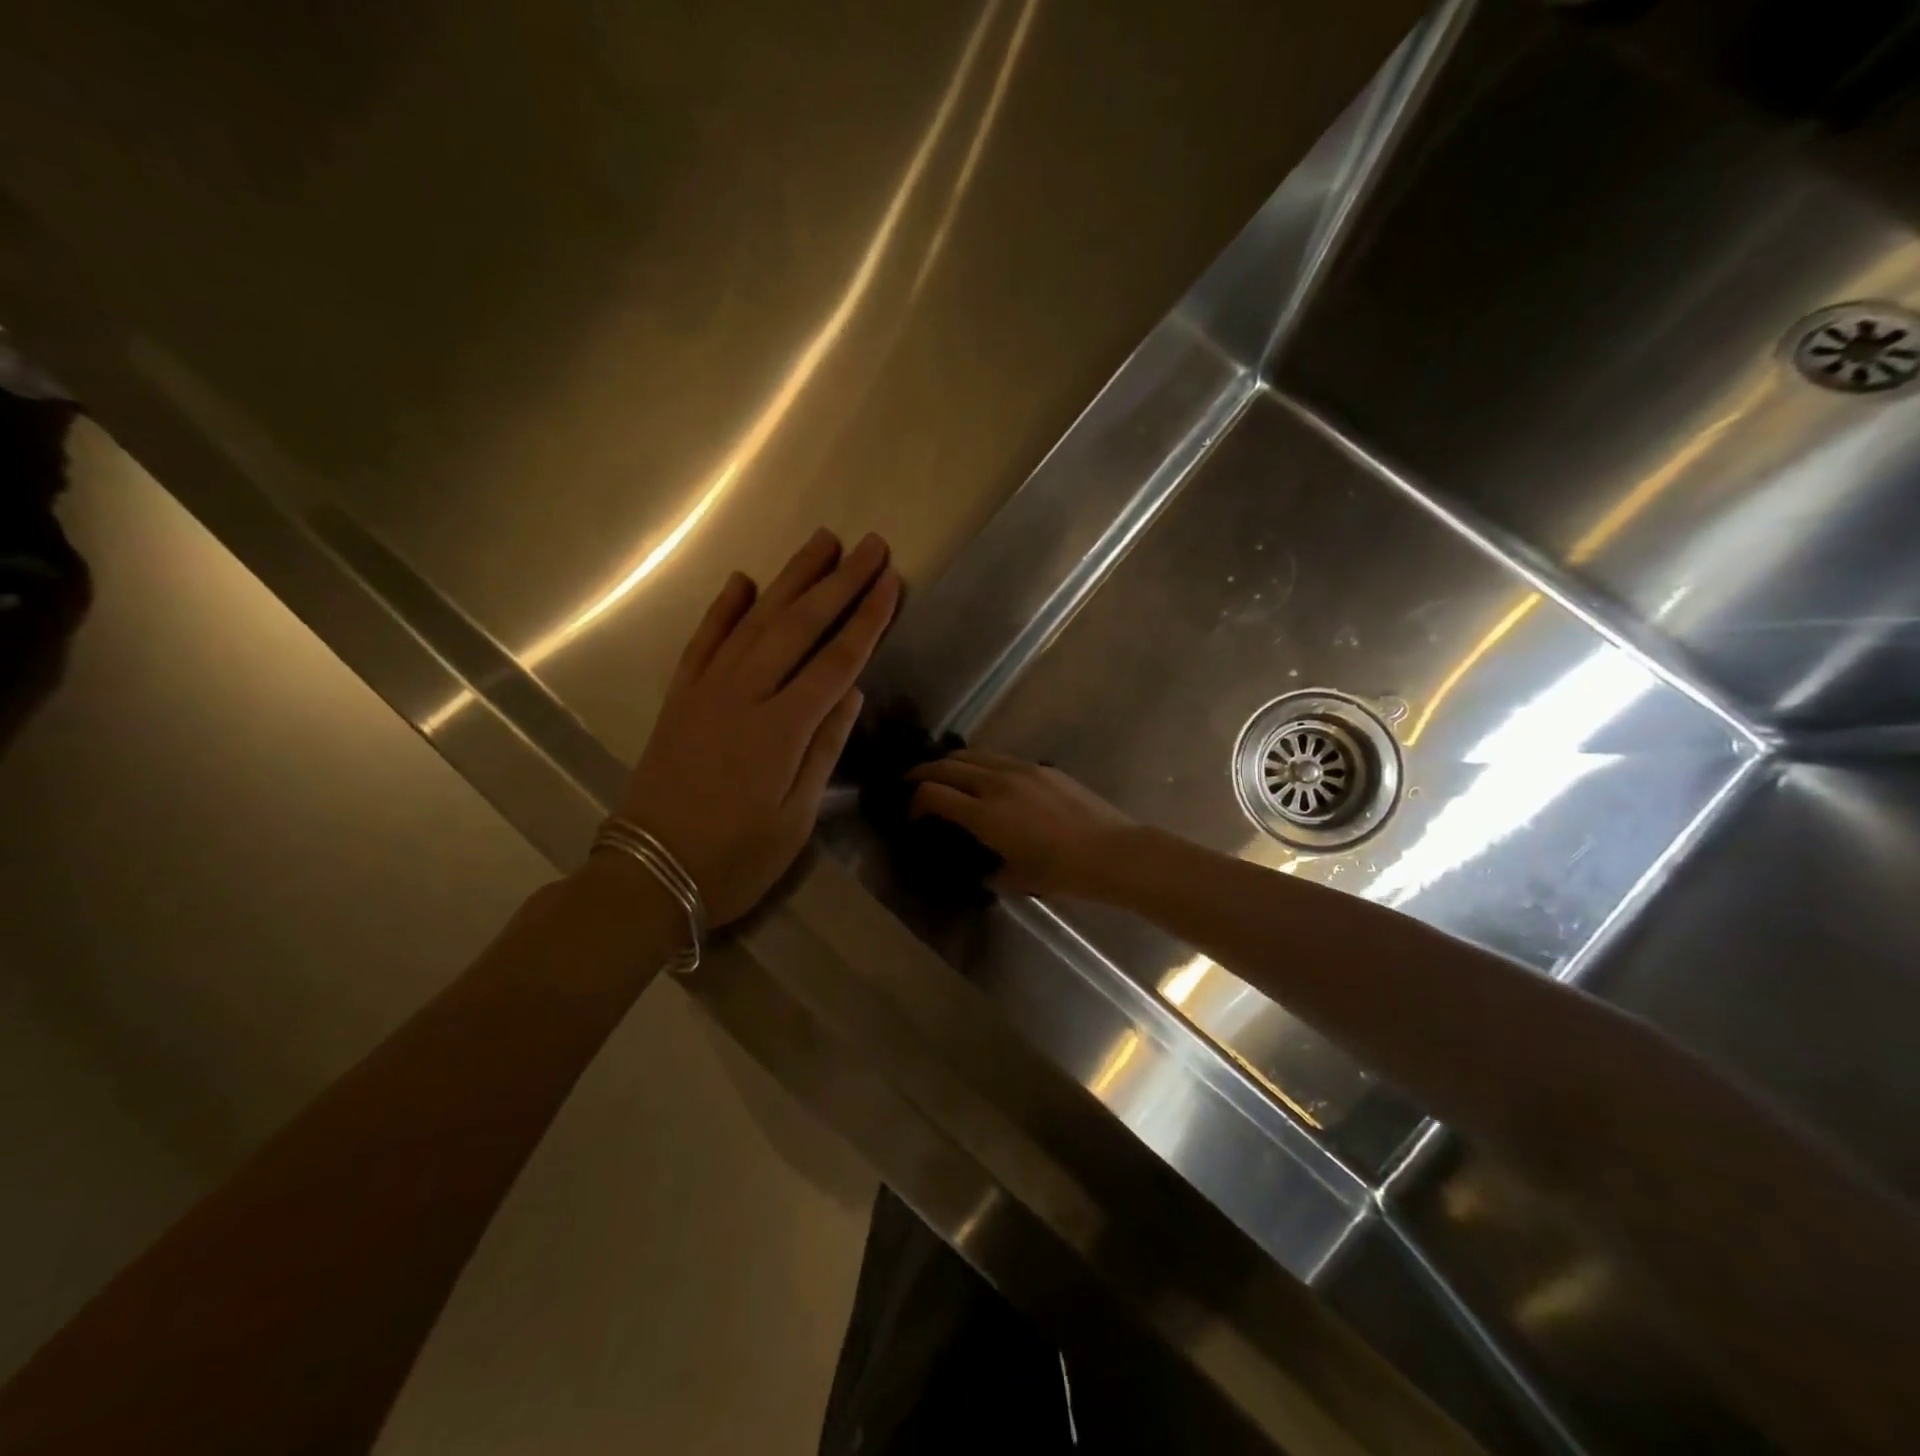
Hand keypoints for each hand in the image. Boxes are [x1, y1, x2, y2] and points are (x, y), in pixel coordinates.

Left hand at [618, 529, 899, 924]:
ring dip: (790, 579)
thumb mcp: (795, 819)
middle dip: (839, 583)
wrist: (649, 873)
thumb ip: (824, 749)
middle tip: (870, 546)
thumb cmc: (735, 859)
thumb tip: (851, 690)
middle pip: (799, 627)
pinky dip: (724, 607)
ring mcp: (706, 691)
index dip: (867, 620)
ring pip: (755, 621)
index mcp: (780, 730)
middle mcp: (743, 696)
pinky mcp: (680, 697)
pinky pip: (703, 640)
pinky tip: (743, 580)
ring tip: (821, 542)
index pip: (835, 662)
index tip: (891, 583)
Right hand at [908, 751, 1134, 898]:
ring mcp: (1020, 770)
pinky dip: (981, 763)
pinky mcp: (1040, 767)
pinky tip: (986, 777)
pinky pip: (999, 758)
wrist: (1110, 852)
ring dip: (952, 763)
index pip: (933, 794)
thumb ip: (989, 868)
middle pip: (947, 766)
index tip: (913, 815)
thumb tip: (981, 866)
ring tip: (945, 774)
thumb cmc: (1061, 872)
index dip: (915, 802)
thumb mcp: (1015, 878)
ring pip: (973, 754)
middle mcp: (996, 784)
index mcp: (985, 815)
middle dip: (923, 773)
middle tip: (912, 783)